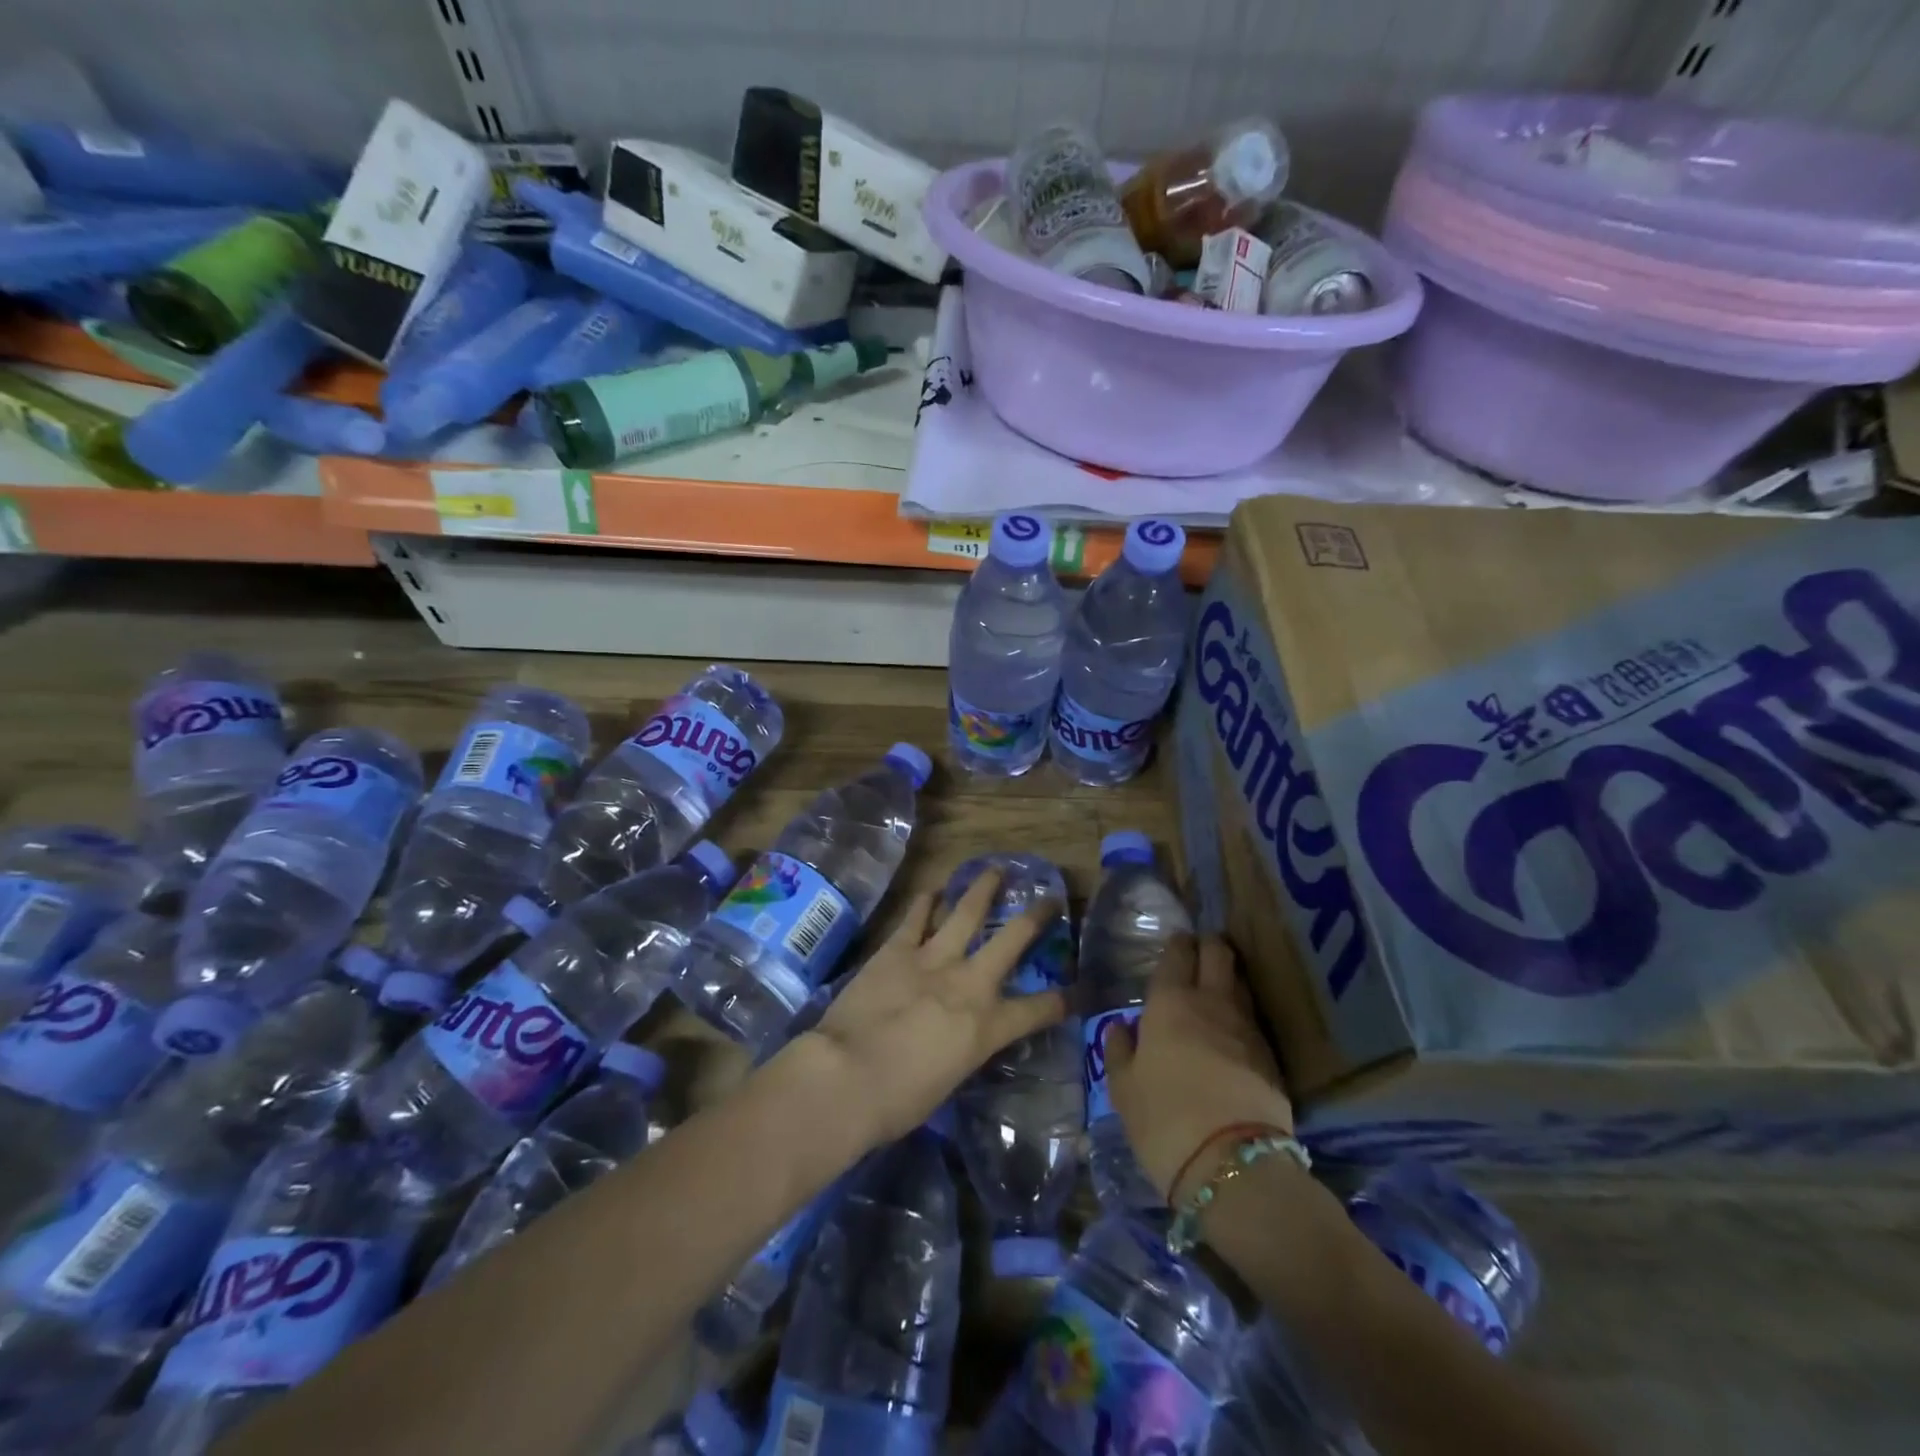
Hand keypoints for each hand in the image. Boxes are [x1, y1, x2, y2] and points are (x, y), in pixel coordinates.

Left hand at [777, 870, 1066, 1151]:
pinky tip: (932, 890)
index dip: (1063, 1000)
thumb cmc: (899, 1101)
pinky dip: (926, 902)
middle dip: (1036, 916)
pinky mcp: (896, 949)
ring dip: (983, 888)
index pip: (1038, 1010)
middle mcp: (969, 983)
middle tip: (1049, 898)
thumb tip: (957, 1041)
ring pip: (966, 911)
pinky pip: (916, 917)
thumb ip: (962, 1051)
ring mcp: (932, 959)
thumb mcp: (949, 1081)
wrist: (847, 1075)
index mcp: (987, 1026)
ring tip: (994, 869)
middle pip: (1012, 938)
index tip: (1079, 990)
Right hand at [1102, 936, 1293, 1203]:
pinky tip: (1233, 1032)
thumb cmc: (1163, 1119)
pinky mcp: (1272, 1056)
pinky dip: (1242, 1015)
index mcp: (1170, 1002)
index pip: (1178, 953)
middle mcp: (1212, 1002)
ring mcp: (1247, 1027)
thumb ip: (1120, 1050)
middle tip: (1200, 953)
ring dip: (1229, 978)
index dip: (1177, 944)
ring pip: (1240, 982)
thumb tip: (1122, 1027)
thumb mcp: (1123, 1088)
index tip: (1176, 944)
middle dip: (1210, 945)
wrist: (1232, 1164)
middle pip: (1219, 953)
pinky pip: (1253, 1019)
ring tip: (1217, 988)